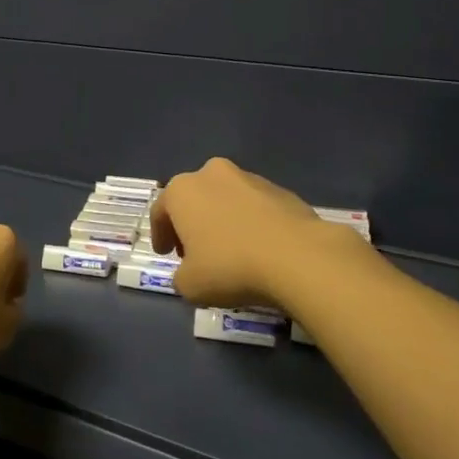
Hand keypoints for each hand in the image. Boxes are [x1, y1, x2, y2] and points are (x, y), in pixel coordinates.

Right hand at [151, 157, 368, 309]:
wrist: (298, 258)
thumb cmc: (230, 267)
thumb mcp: (189, 285)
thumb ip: (181, 275)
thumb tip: (190, 271)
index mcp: (183, 190)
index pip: (160, 211)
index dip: (160, 235)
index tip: (164, 254)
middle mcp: (212, 174)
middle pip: (194, 199)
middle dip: (191, 223)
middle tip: (194, 251)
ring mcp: (250, 178)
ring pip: (225, 199)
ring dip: (222, 220)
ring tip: (230, 251)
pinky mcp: (281, 190)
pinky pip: (255, 207)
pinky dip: (250, 223)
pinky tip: (258, 248)